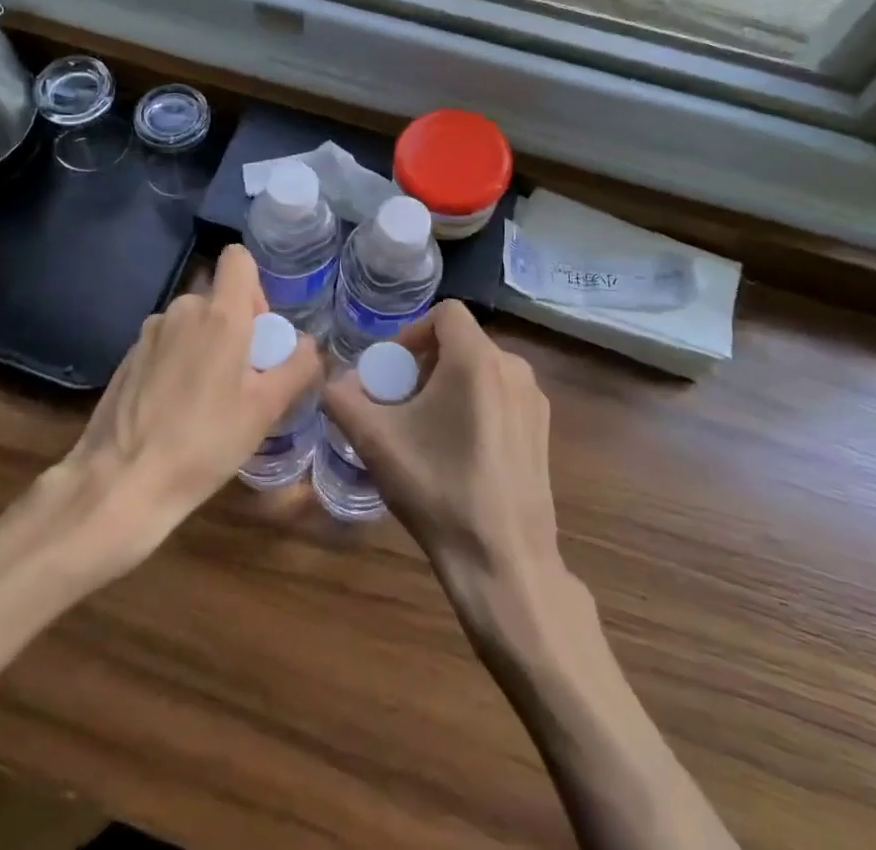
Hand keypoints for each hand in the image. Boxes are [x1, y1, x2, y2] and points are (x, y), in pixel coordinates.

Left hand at [58, 245, 322, 571]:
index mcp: (219, 314)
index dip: (255, 286)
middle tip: (242, 379)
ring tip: (208, 400)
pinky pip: (167, 343)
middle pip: (218, 298)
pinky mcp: (128, 355)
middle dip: (235, 327)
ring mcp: (150, 332)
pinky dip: (179, 362)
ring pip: (192, 323)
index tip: (259, 330)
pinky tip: (175, 409)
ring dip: (206, 346)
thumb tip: (308, 345)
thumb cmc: (204, 442)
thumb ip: (296, 368)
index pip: (238, 258)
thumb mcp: (265, 411)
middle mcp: (182, 310)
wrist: (121, 481)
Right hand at [323, 302, 560, 601]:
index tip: (392, 370)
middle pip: (461, 341)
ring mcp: (534, 400)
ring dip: (449, 383)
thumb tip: (332, 382)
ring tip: (426, 426)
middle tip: (401, 401)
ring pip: (482, 368)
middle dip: (425, 361)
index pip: (445, 312)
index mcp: (478, 360)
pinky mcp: (543, 429)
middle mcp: (514, 368)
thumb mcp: (376, 442)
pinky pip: (501, 394)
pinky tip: (459, 449)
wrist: (504, 562)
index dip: (412, 332)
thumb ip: (344, 400)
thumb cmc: (438, 490)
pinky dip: (475, 403)